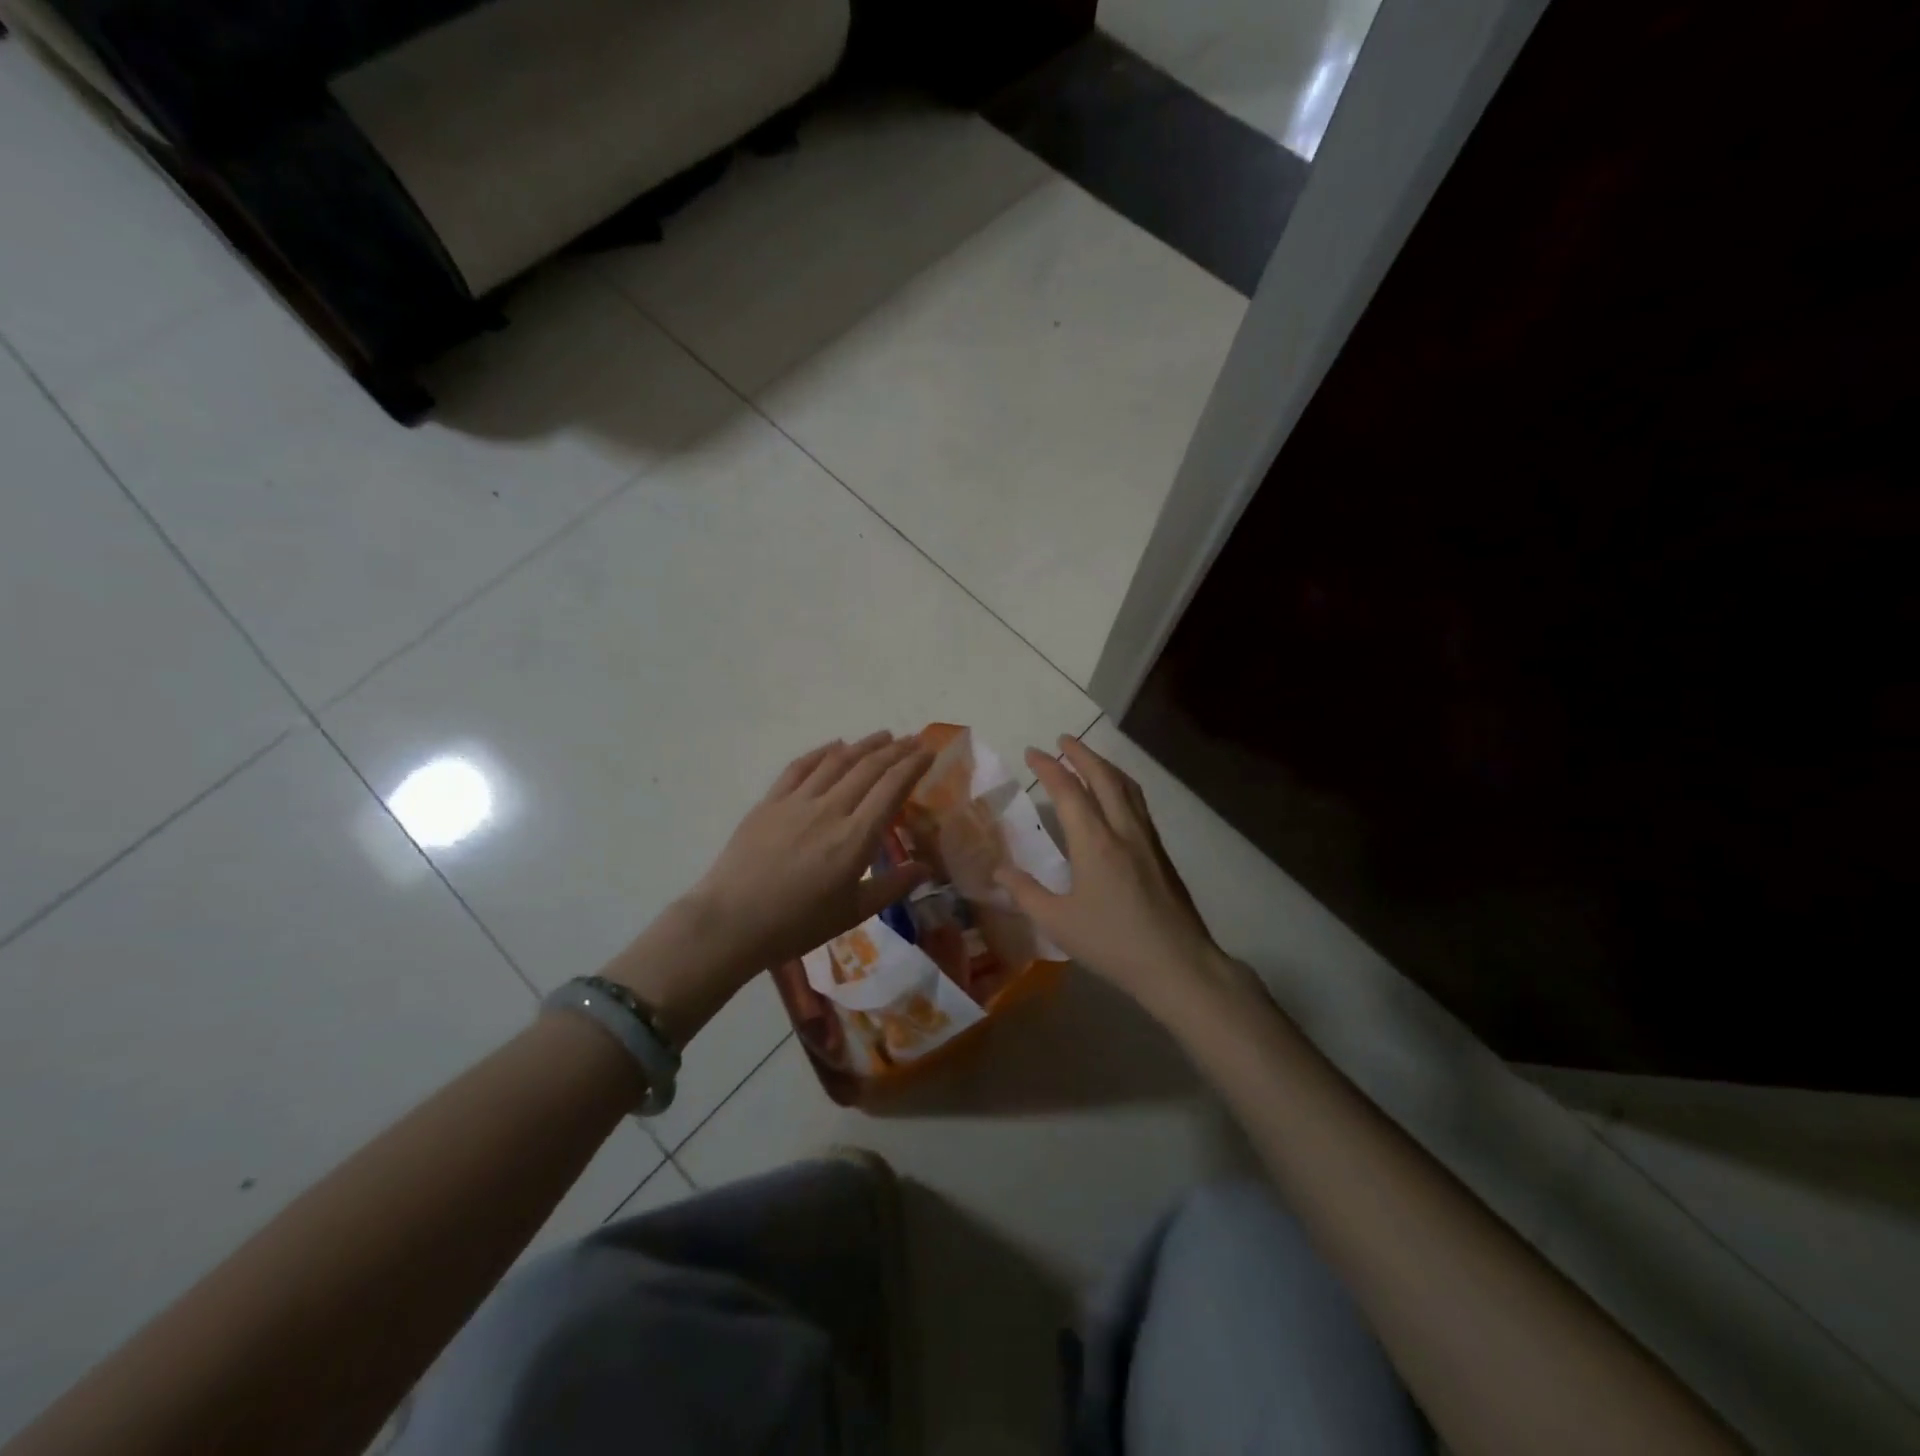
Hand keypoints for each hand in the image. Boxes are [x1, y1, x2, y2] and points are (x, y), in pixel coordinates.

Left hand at [691, 730, 932, 968]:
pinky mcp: (770, 802)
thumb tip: (926, 868)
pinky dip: (822, 752)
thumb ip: (892, 886)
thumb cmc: (797, 924)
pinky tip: (835, 745)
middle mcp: (830, 810)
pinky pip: (800, 767)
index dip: (913, 766)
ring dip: (864, 745)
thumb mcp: (853, 913)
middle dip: (896, 750)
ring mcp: (797, 802)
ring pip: (837, 761)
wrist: (731, 923)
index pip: (891, 788)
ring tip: (884, 736)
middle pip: (869, 768)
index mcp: (855, 838)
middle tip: (915, 739)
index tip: (929, 753)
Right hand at [997, 736, 1241, 1020]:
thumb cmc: (1112, 943)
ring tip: (1089, 759)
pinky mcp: (1160, 853)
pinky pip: (1138, 804)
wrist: (1177, 963)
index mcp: (1094, 842)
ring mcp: (1147, 839)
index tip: (1032, 752)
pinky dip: (1122, 786)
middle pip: (1103, 777)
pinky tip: (1117, 797)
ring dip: (1105, 766)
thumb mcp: (1058, 923)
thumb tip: (998, 871)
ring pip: (1127, 787)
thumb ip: (1025, 893)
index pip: (1069, 791)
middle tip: (1062, 740)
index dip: (1049, 768)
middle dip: (1081, 753)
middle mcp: (1123, 830)